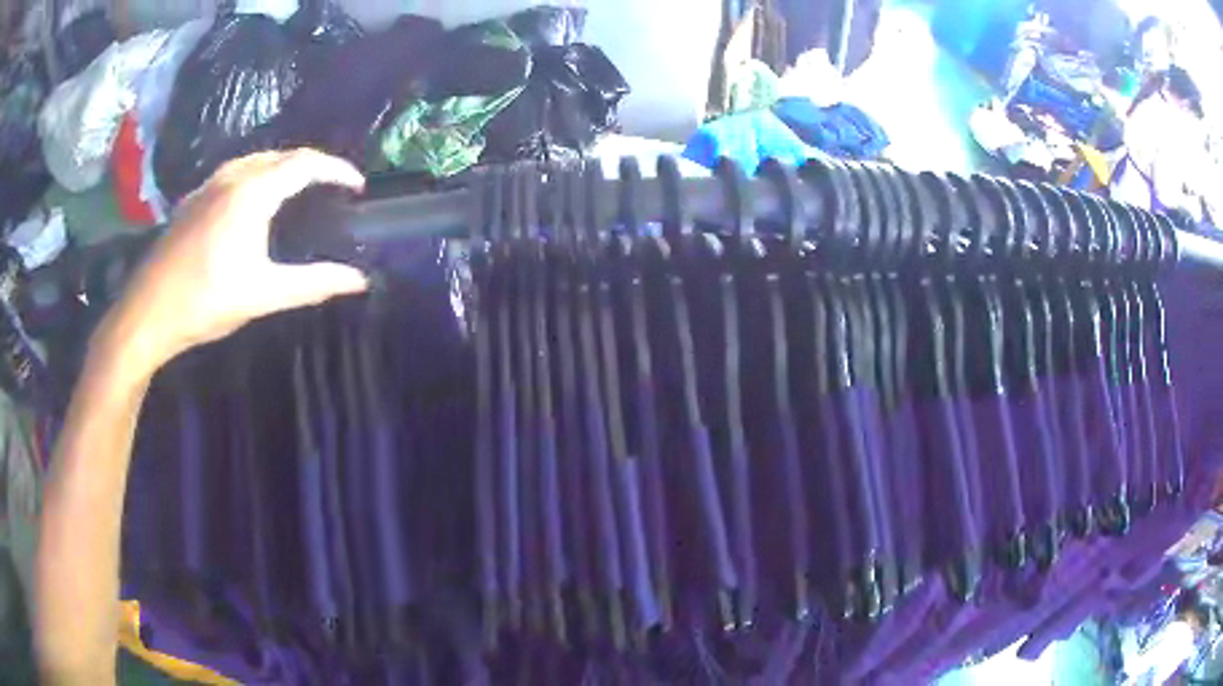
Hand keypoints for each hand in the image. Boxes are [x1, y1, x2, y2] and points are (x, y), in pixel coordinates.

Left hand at [98, 149, 368, 378]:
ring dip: (283, 166)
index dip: (336, 170)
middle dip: (312, 164)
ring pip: (256, 159)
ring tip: (298, 187)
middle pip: (281, 155)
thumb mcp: (263, 295)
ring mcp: (208, 185)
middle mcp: (231, 177)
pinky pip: (235, 171)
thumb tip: (358, 281)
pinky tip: (254, 199)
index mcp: (252, 192)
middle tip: (331, 186)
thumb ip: (313, 283)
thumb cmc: (204, 301)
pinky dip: (258, 174)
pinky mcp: (193, 199)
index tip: (357, 185)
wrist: (146, 313)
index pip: (305, 164)